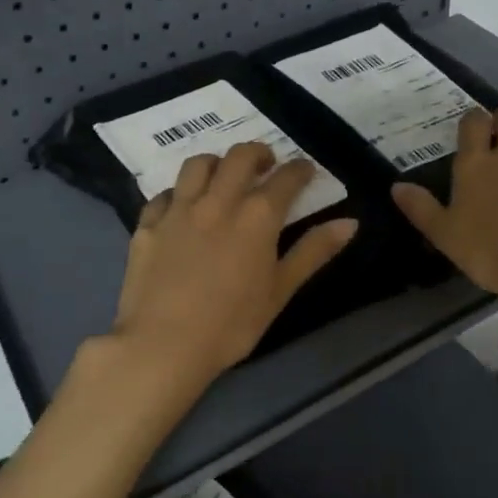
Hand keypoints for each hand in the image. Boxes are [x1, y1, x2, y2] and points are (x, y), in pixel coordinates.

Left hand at [111, 142, 357, 393]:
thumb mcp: (280, 291)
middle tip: (266, 164)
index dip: (299, 170)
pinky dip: (179, 193)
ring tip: (223, 175)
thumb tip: (350, 223)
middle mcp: (217, 202)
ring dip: (217, 162)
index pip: (285, 179)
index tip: (305, 170)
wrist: (163, 345)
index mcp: (257, 217)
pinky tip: (183, 207)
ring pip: (197, 165)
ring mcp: (178, 211)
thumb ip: (313, 252)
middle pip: (239, 158)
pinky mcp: (148, 225)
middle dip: (258, 153)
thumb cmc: (232, 324)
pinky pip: (164, 195)